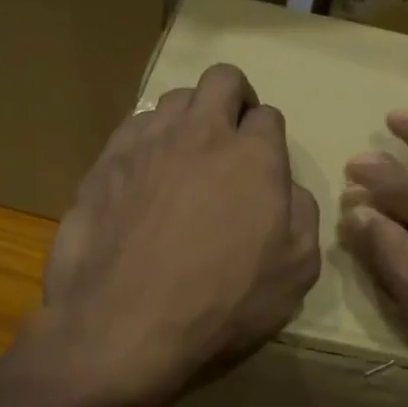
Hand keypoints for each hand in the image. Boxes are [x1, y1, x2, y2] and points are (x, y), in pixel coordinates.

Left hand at [28, 63, 320, 406]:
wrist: (123, 327)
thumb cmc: (221, 304)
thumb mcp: (296, 272)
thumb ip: (302, 215)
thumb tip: (287, 188)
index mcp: (254, 155)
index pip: (269, 115)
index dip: (269, 137)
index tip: (263, 166)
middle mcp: (201, 133)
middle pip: (223, 79)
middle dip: (234, 98)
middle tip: (232, 137)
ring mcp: (147, 143)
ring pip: (174, 98)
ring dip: (189, 117)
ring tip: (185, 157)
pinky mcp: (105, 162)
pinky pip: (133, 127)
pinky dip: (148, 140)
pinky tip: (145, 176)